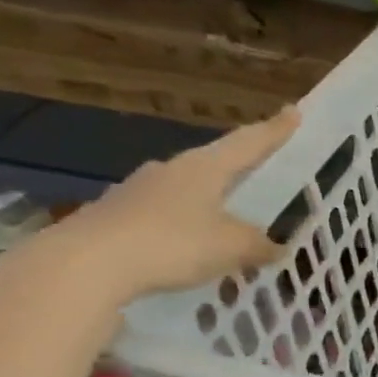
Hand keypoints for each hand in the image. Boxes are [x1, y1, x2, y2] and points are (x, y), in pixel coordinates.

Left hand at [13, 110, 298, 307]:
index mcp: (204, 167)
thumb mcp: (233, 247)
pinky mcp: (115, 219)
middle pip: (214, 167)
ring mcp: (137, 193)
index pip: (248, 143)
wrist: (84, 265)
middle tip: (261, 181)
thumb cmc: (172, 243)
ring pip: (187, 196)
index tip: (293, 111)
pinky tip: (190, 255)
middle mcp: (170, 171)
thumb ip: (259, 245)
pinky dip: (183, 234)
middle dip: (238, 175)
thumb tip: (276, 246)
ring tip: (229, 231)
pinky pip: (163, 222)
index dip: (274, 130)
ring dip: (210, 209)